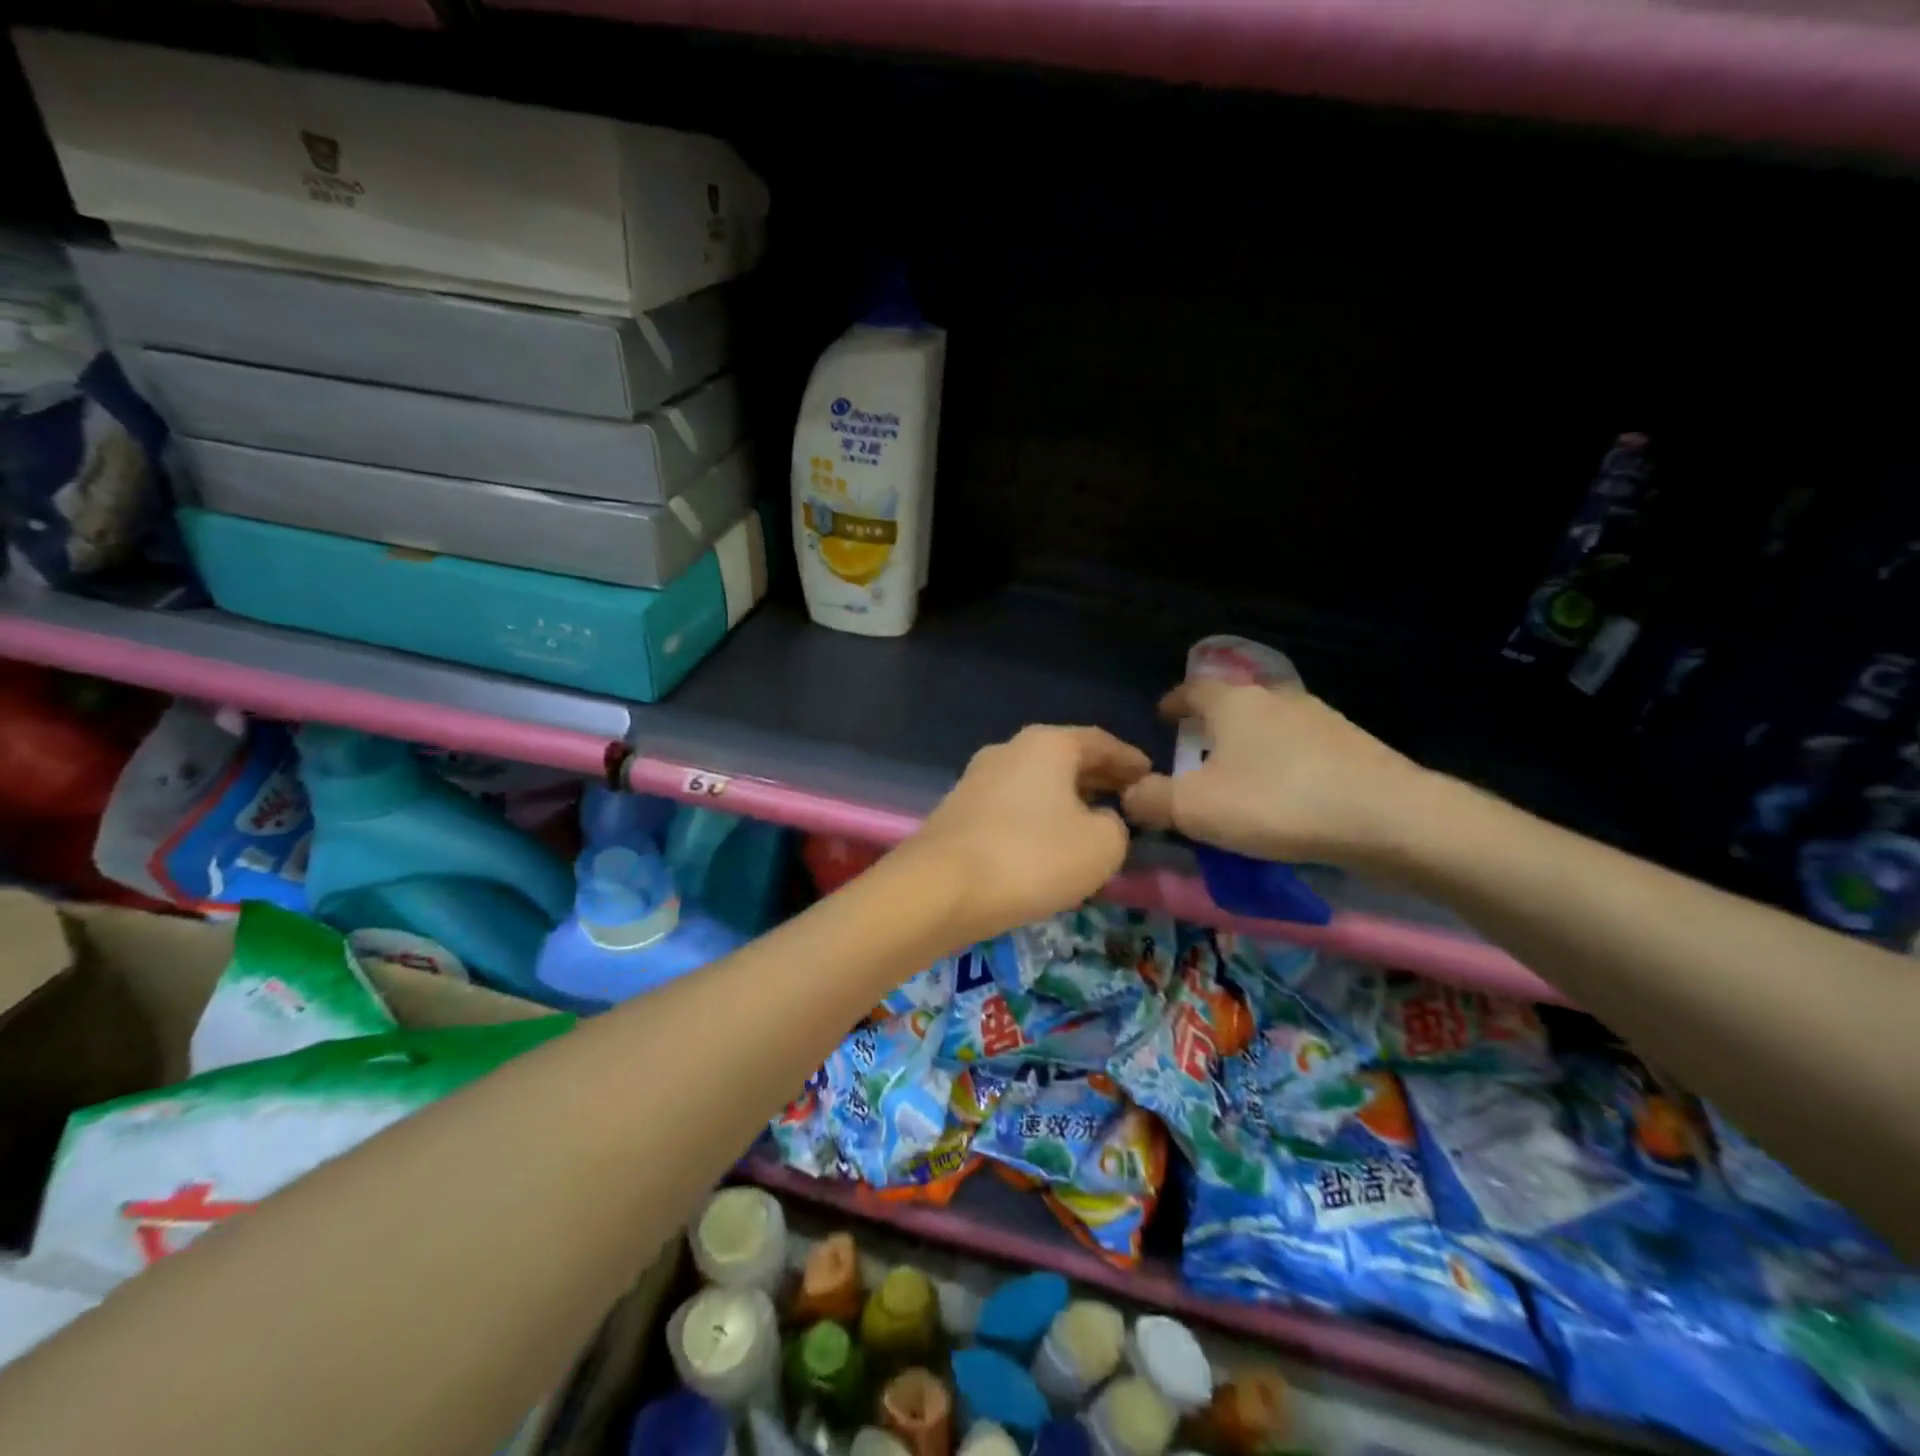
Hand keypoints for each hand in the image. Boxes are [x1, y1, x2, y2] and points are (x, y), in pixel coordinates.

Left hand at [903, 725, 1150, 944]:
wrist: (939, 889)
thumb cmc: (1031, 857)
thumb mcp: (1102, 846)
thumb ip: (1117, 826)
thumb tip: (1102, 821)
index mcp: (1047, 744)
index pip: (1101, 742)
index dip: (1130, 760)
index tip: (1151, 776)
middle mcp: (1009, 750)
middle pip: (1065, 760)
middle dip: (1098, 780)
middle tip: (1127, 801)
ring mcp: (977, 778)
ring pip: (1037, 784)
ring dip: (1066, 800)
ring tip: (1091, 824)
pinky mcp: (958, 810)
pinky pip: (1013, 807)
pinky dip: (1038, 818)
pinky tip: (1047, 844)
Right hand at [1121, 680, 1424, 869]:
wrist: (1384, 816)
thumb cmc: (1275, 802)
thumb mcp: (1194, 808)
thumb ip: (1151, 800)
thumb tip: (1129, 794)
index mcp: (1232, 703)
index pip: (1191, 689)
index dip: (1173, 702)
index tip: (1163, 716)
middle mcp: (1274, 698)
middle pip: (1233, 704)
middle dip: (1212, 726)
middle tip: (1197, 755)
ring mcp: (1319, 718)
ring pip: (1269, 726)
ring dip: (1250, 746)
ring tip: (1241, 779)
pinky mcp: (1352, 745)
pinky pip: (1301, 750)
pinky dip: (1284, 765)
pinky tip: (1285, 795)